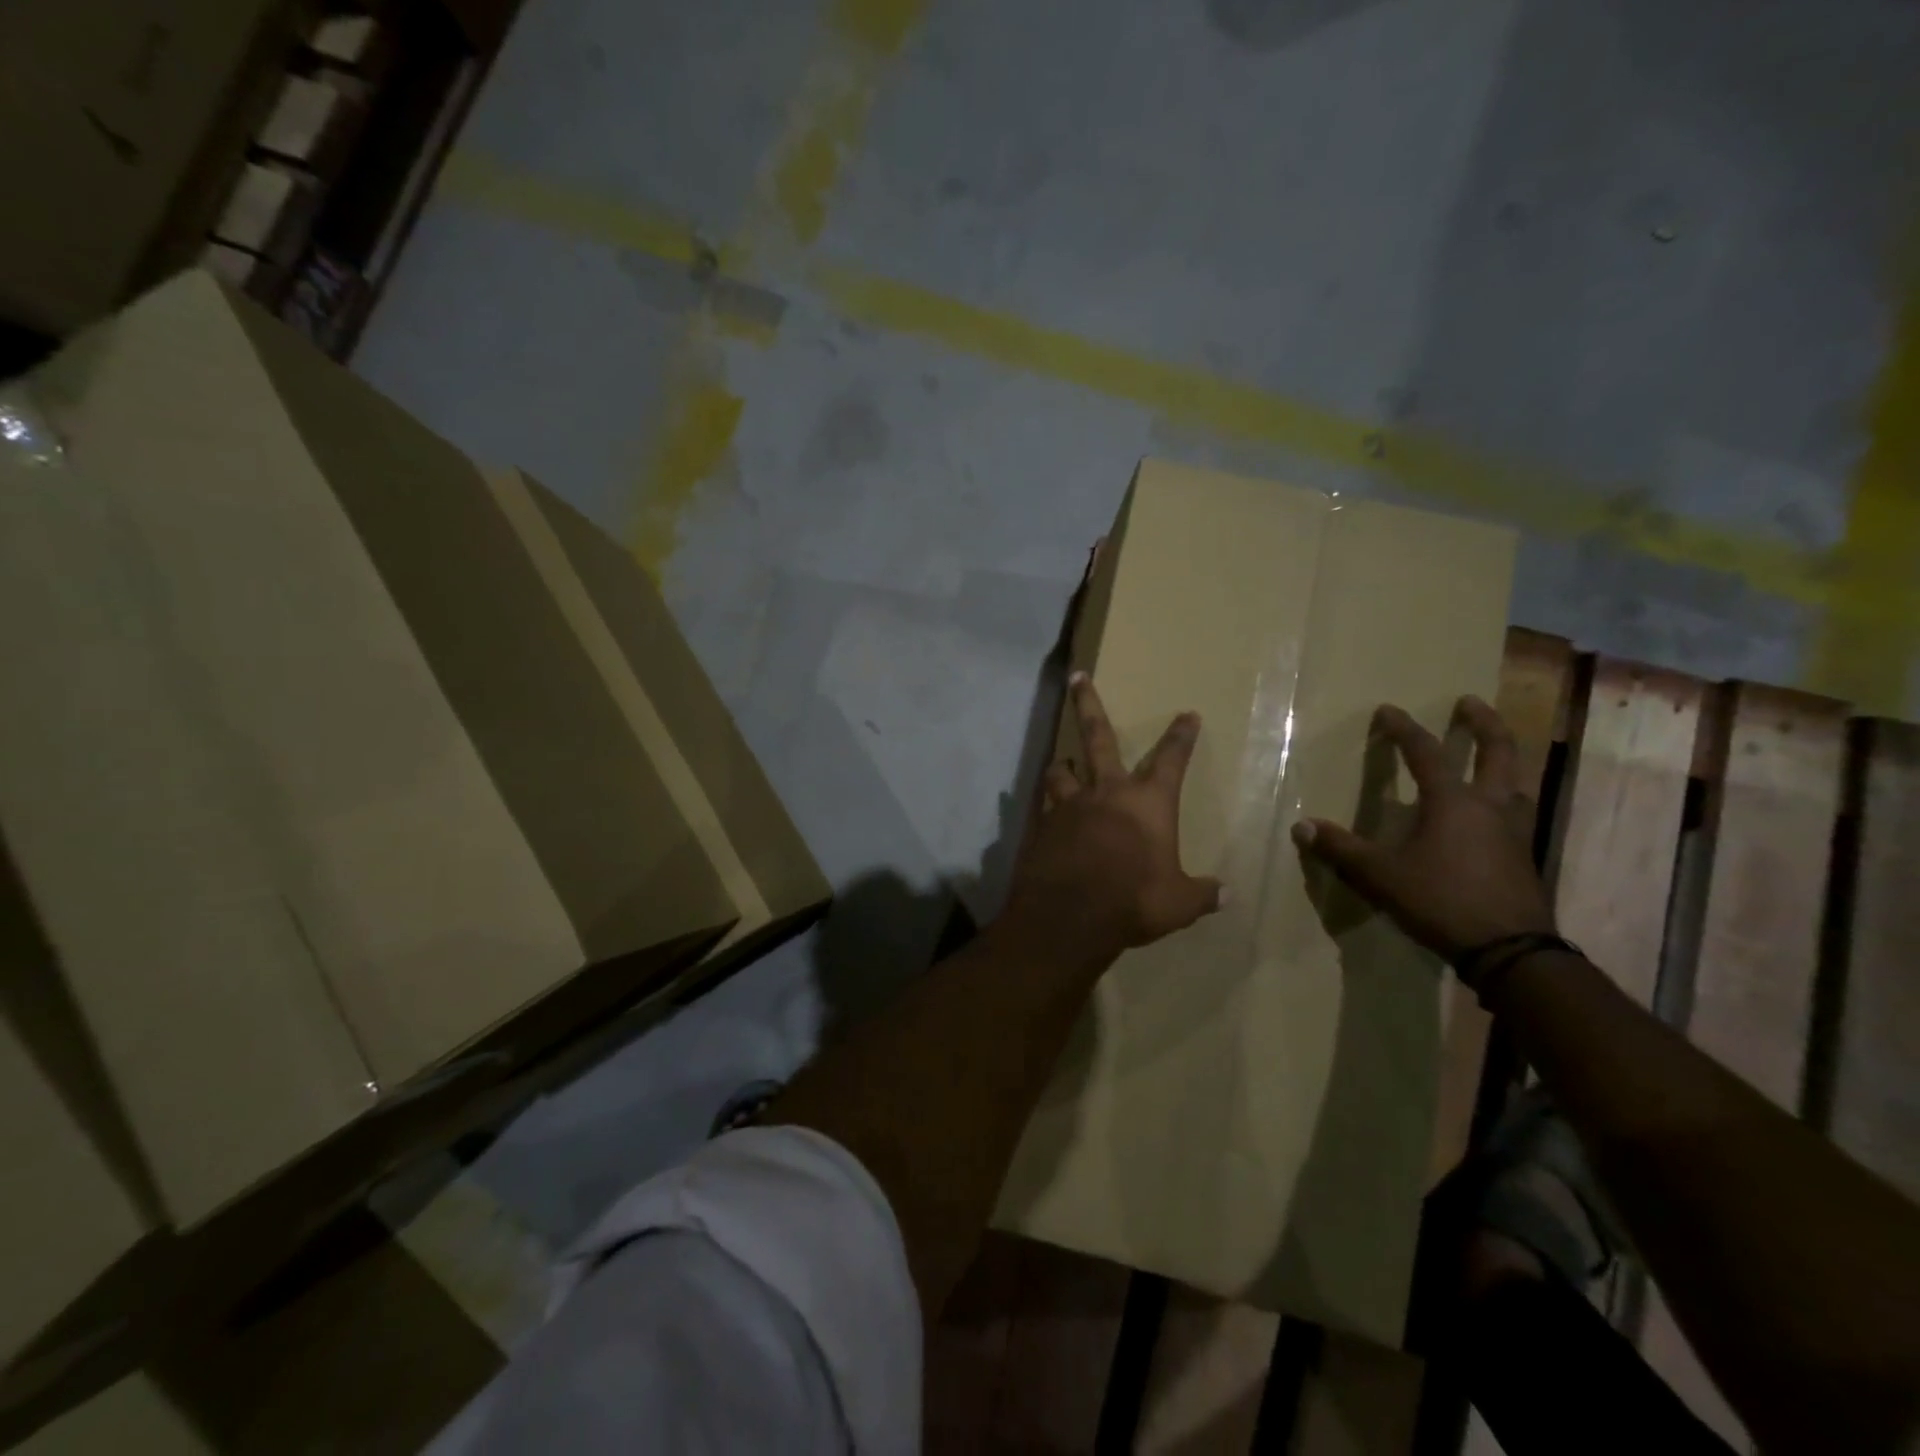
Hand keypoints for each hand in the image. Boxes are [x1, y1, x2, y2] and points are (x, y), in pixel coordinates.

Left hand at [1004, 673, 1223, 960]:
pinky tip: (1045, 815)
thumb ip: (1201, 894)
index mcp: (1147, 803)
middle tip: (1078, 677)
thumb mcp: (1177, 903)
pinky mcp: (1042, 826)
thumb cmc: (1132, 901)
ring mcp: (1069, 806)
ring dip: (1063, 765)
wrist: (1068, 916)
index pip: (1171, 759)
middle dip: (1089, 703)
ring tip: (1062, 763)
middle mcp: (1106, 792)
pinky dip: (1047, 806)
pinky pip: (1045, 807)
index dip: (1181, 736)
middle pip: (1098, 736)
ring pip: (1061, 771)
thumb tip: (1228, 895)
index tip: (1187, 714)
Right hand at [1290, 697, 1554, 962]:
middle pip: (1498, 751)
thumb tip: (1301, 827)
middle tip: (1469, 702)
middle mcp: (1488, 805)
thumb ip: (1341, 850)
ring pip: (1513, 780)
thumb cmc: (1441, 901)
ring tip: (1486, 753)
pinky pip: (1513, 810)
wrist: (1511, 951)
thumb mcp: (1381, 876)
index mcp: (1453, 802)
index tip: (1388, 709)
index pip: (1426, 753)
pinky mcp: (1522, 855)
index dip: (1404, 729)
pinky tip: (1485, 812)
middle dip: (1483, 722)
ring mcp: (1513, 830)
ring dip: (1500, 759)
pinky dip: (1500, 795)